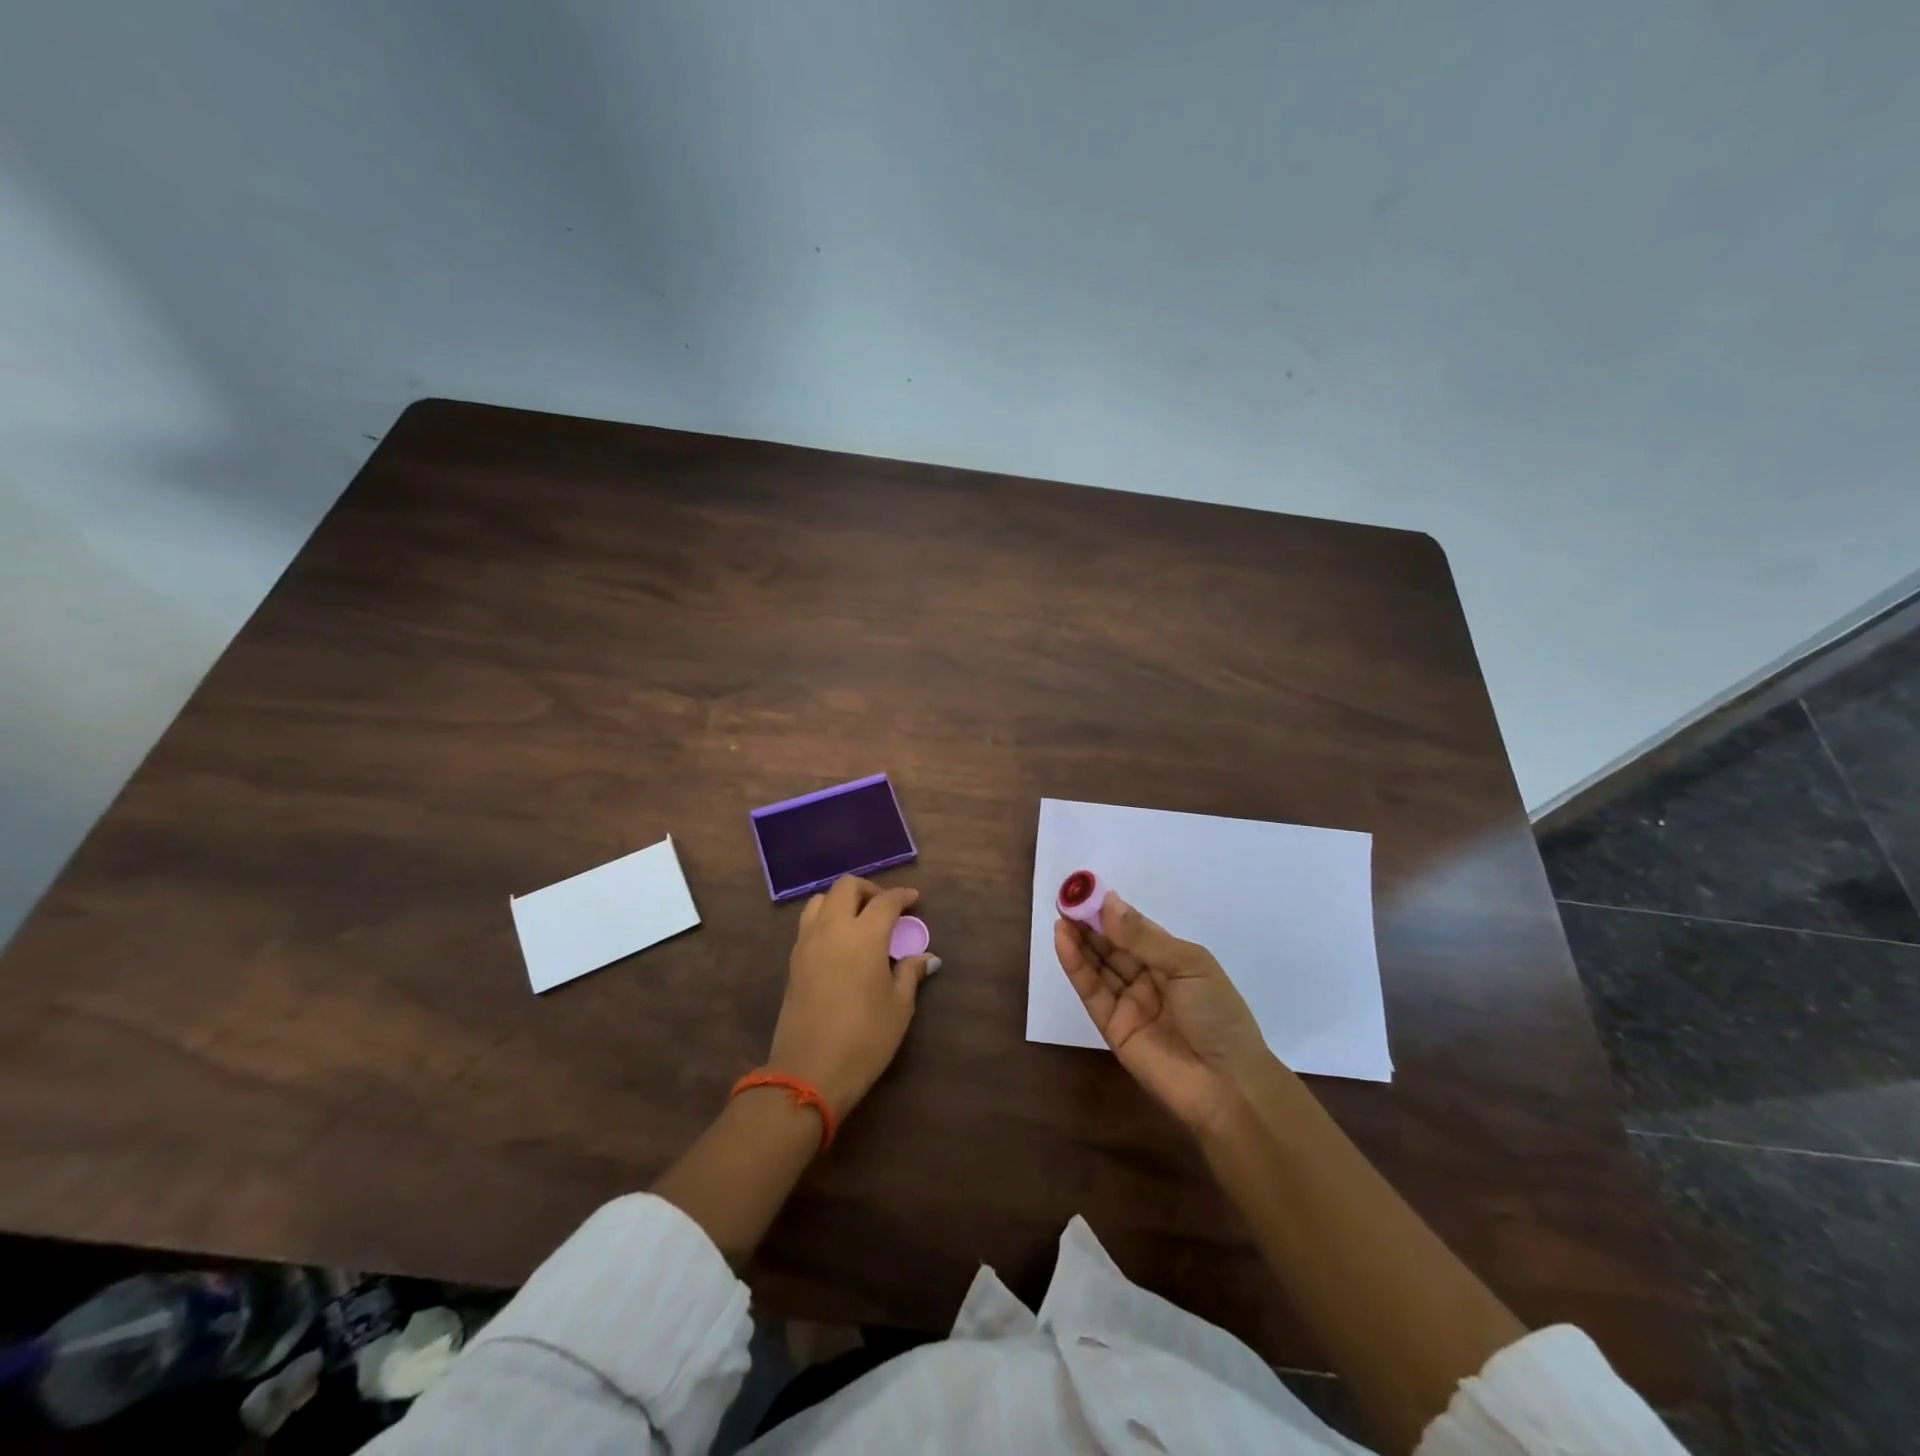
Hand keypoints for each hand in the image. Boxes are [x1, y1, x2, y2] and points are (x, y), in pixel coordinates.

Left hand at [767, 875, 935, 1118]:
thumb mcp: (899, 1007)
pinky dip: (826, 918)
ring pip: (821, 899)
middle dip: (869, 889)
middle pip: (846, 887)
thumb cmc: (865, 1038)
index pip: (885, 901)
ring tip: (859, 919)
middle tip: (885, 907)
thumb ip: (910, 973)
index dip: (902, 896)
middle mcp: (833, 928)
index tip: (914, 899)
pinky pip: (809, 922)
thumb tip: (925, 957)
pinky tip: (840, 942)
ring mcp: (807, 942)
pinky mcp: (793, 960)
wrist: (809, 1070)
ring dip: (842, 900)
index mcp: (864, 935)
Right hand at [1055, 892, 1277, 1132]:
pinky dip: (1075, 965)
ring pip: (1098, 965)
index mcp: (1173, 960)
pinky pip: (1091, 991)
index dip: (1112, 910)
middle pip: (1113, 945)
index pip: (1135, 929)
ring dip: (1079, 940)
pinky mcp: (1111, 1026)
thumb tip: (1109, 903)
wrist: (1227, 1086)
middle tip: (1067, 899)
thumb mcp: (1189, 966)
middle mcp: (1149, 978)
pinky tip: (1063, 941)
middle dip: (1090, 922)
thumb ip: (1143, 938)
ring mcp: (1129, 1003)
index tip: (1087, 889)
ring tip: (1061, 915)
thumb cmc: (1218, 1016)